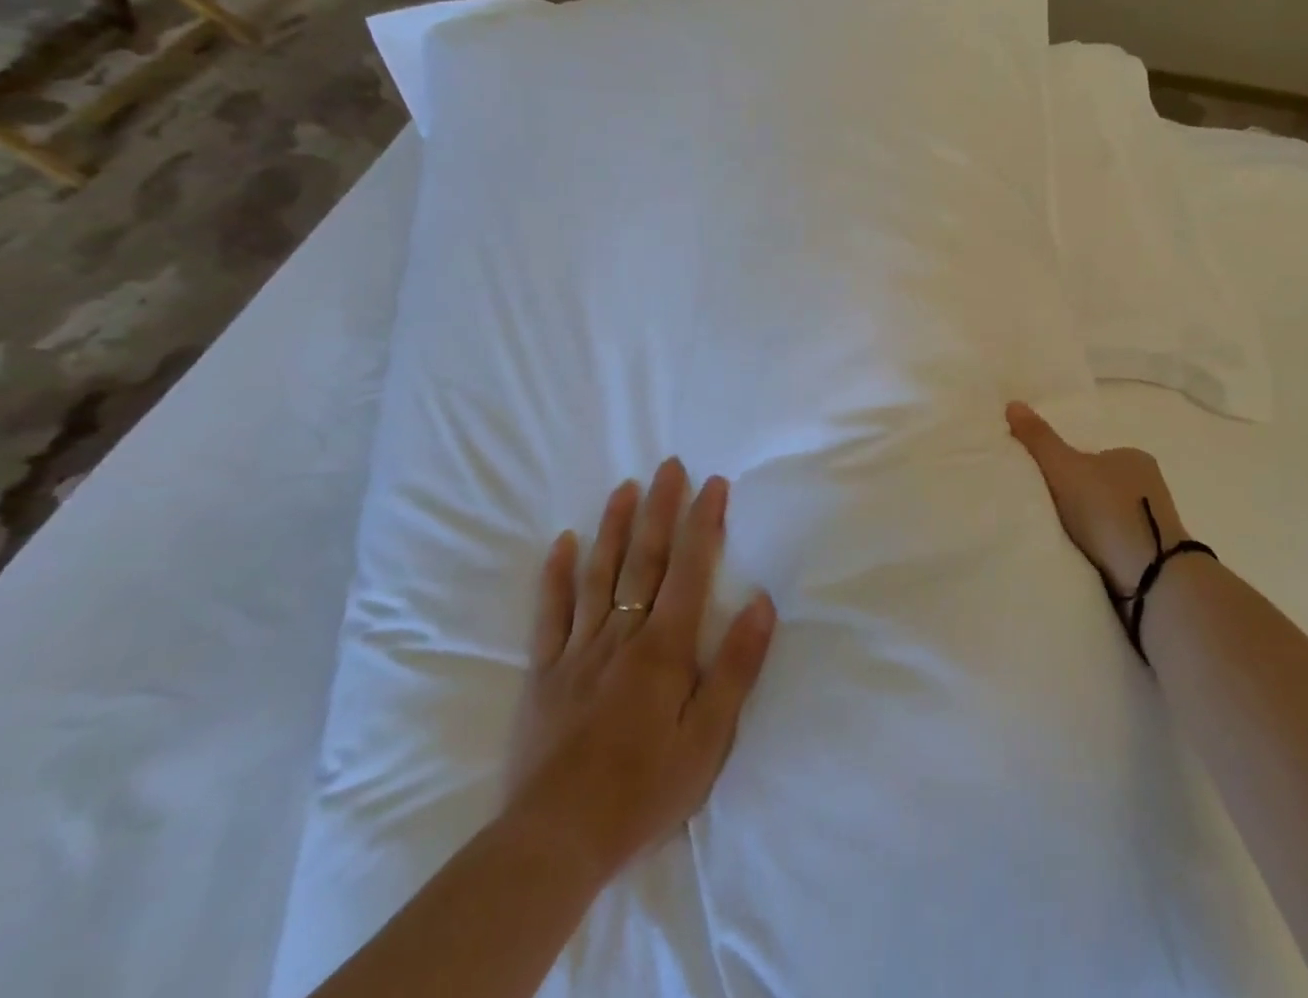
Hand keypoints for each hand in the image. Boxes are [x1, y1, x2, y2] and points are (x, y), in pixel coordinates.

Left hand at [501, 459, 777, 886]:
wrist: (555, 843)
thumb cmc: (644, 789)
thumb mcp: (709, 738)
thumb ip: (735, 667)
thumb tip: (762, 603)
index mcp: (664, 648)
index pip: (689, 570)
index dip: (703, 523)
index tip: (713, 483)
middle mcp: (622, 636)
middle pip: (644, 560)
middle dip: (660, 508)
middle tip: (668, 465)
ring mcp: (579, 651)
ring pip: (598, 575)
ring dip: (613, 527)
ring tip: (624, 487)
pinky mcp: (545, 674)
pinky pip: (551, 614)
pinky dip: (557, 576)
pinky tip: (564, 543)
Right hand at [1006, 401, 1189, 593]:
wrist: (1150, 575)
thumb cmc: (1107, 510)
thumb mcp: (1064, 467)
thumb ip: (1039, 438)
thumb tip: (1012, 403)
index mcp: (1133, 457)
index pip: (1091, 456)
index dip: (1066, 468)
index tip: (1045, 486)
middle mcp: (1149, 484)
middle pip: (1100, 486)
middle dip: (1077, 499)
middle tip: (1047, 513)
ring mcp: (1154, 521)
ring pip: (1109, 518)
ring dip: (1089, 528)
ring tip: (1062, 540)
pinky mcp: (1154, 555)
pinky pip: (1117, 544)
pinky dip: (1100, 549)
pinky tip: (1083, 559)